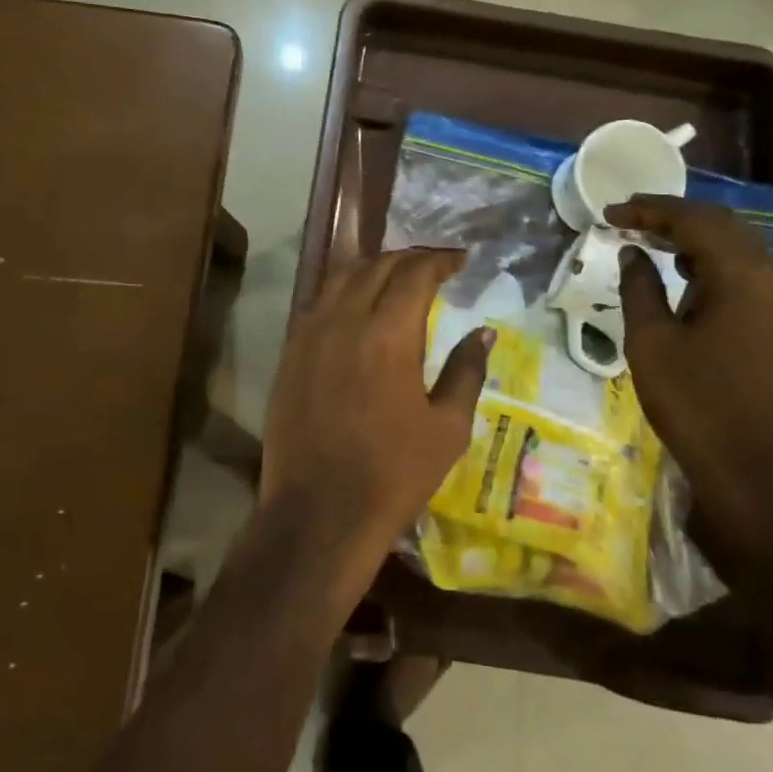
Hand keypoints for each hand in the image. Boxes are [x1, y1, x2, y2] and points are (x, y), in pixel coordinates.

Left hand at [261, 249, 493, 588]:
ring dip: (372, 269)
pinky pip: (317, 305)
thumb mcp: (447, 427)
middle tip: (433, 266)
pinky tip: (357, 307)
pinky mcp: (289, 354)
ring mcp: (309, 335)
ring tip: (396, 277)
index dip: (440, 261)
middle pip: (376, 267)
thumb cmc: (394, 474)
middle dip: (409, 259)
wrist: (319, 512)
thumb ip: (466, 371)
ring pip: (340, 278)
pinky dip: (342, 292)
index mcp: (388, 334)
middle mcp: (344, 321)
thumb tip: (483, 332)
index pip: (415, 274)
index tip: (459, 261)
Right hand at [604, 194, 772, 584]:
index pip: (695, 220)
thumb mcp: (651, 342)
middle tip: (627, 218)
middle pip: (723, 226)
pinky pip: (747, 274)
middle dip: (673, 217)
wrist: (752, 469)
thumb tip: (634, 254)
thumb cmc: (695, 403)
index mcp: (745, 276)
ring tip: (648, 240)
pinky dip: (712, 264)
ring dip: (694, 238)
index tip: (611, 212)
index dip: (650, 211)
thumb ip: (640, 287)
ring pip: (738, 248)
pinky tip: (684, 274)